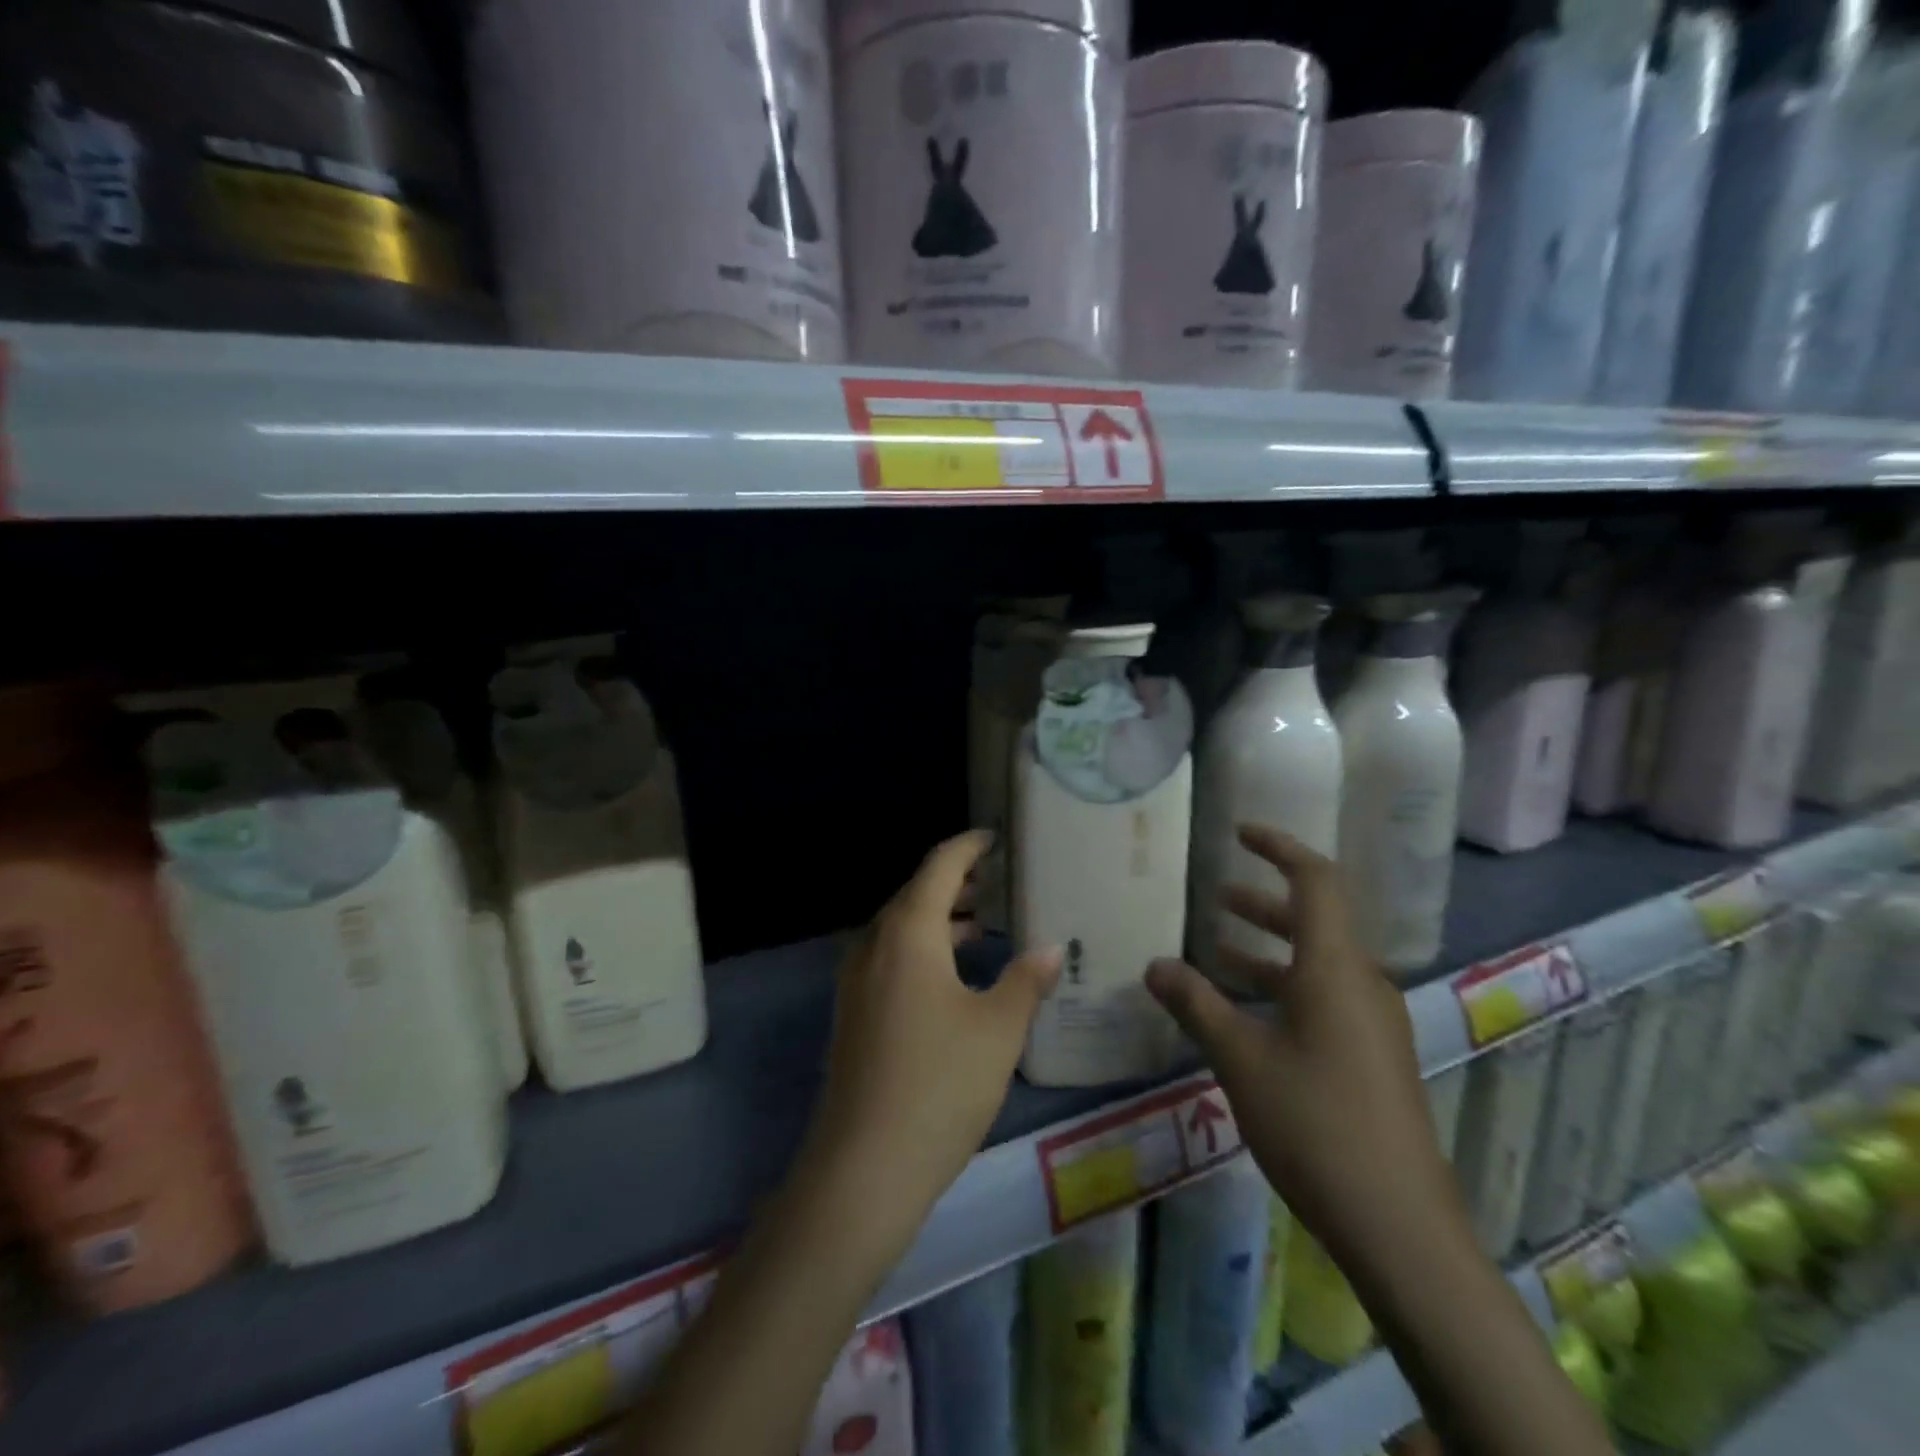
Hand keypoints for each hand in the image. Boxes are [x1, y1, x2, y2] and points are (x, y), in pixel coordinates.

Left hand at [801, 831, 1062, 1243]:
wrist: (864, 1166)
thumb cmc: (940, 1084)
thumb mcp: (998, 1029)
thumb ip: (1026, 979)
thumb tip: (1051, 947)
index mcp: (908, 933)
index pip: (938, 867)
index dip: (968, 847)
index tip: (995, 838)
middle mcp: (875, 945)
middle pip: (916, 894)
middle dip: (956, 883)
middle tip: (998, 881)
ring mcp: (857, 980)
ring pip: (901, 929)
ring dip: (940, 919)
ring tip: (984, 923)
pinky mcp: (854, 1012)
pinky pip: (891, 958)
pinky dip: (924, 949)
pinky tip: (954, 975)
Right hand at [1145, 826, 1462, 1255]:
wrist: (1399, 1226)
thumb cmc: (1316, 1124)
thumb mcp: (1241, 1060)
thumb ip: (1197, 1005)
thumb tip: (1154, 964)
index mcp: (1335, 969)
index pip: (1315, 882)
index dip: (1280, 848)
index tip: (1240, 833)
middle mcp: (1361, 985)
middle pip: (1316, 921)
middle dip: (1264, 903)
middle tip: (1217, 896)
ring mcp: (1372, 1024)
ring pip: (1317, 964)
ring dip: (1269, 949)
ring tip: (1216, 950)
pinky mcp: (1373, 1058)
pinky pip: (1324, 999)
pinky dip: (1283, 988)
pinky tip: (1244, 1015)